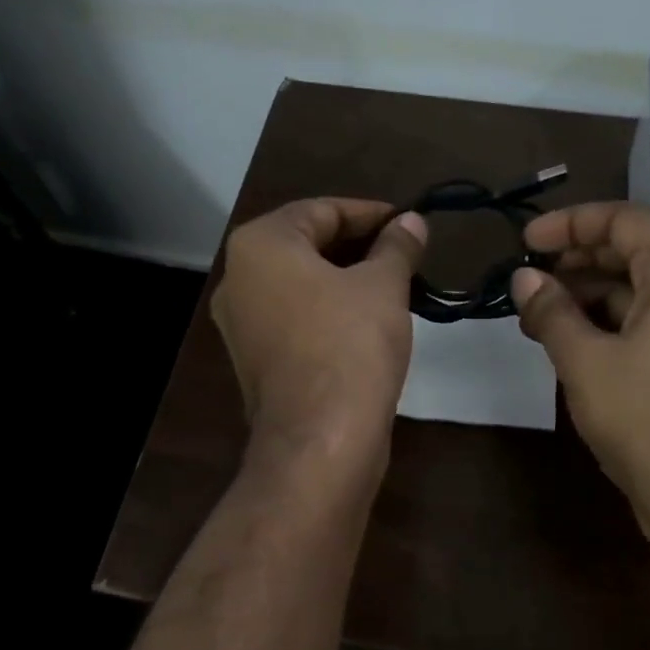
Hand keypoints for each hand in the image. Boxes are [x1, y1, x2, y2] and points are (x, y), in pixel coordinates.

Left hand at [212, 198, 426, 467]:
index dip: (370, 213)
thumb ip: (396, 245)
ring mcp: (241, 324)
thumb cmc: (350, 344)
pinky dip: (328, 310)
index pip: (321, 210)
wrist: (321, 439)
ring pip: (301, 284)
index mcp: (260, 245)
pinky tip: (367, 320)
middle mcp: (238, 278)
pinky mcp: (255, 360)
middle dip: (358, 246)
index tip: (408, 223)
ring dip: (346, 279)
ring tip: (395, 284)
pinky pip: (295, 318)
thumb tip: (411, 222)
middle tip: (405, 253)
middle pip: (306, 245)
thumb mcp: (384, 285)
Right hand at [510, 202, 649, 550]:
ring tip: (538, 315)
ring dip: (587, 296)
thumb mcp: (585, 361)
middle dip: (576, 260)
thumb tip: (524, 278)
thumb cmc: (646, 419)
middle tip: (529, 279)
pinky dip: (607, 325)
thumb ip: (551, 312)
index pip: (626, 220)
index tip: (527, 241)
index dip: (572, 223)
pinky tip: (570, 344)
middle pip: (633, 253)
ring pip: (637, 292)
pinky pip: (647, 324)